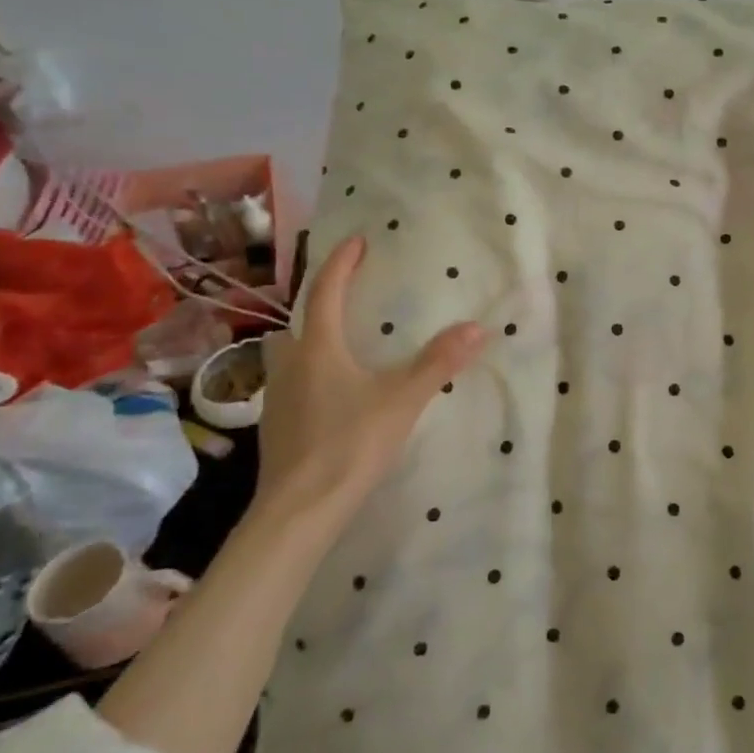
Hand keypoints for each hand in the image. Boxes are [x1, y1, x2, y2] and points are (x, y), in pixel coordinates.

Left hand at [255, 235, 486, 528]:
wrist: (299, 511)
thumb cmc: (350, 444)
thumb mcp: (402, 400)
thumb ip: (438, 362)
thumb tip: (477, 326)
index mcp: (318, 349)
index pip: (326, 292)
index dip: (341, 263)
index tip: (356, 241)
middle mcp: (290, 365)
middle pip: (296, 323)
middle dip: (318, 307)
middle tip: (347, 302)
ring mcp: (277, 398)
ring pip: (287, 356)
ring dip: (308, 344)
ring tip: (340, 350)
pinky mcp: (276, 428)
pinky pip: (291, 385)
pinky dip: (309, 377)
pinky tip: (331, 398)